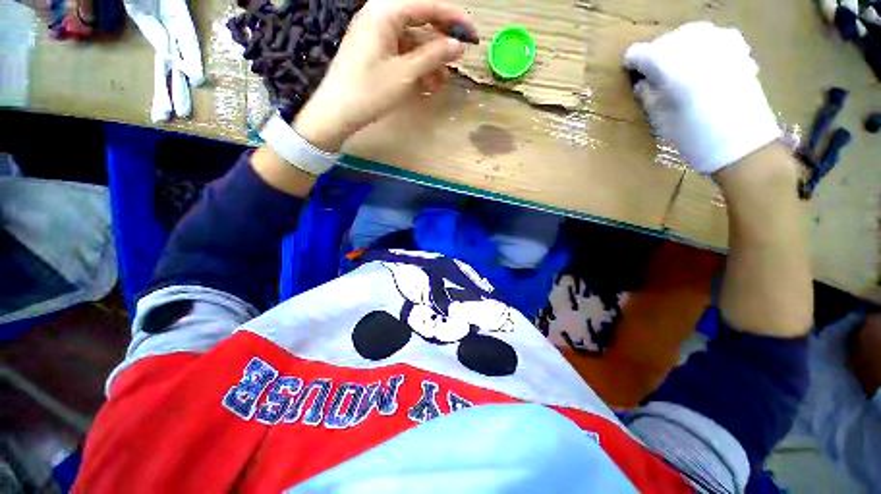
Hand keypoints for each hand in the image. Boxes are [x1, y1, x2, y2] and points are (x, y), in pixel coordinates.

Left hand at [293, 0, 473, 151]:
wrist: (337, 112)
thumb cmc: (370, 91)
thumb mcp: (405, 73)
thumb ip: (434, 55)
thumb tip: (458, 45)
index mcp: (385, 11)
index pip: (427, 5)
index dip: (453, 19)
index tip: (472, 35)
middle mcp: (380, 15)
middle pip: (420, 21)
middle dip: (440, 44)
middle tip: (457, 61)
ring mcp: (375, 34)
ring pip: (411, 41)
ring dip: (429, 61)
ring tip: (441, 83)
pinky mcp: (373, 51)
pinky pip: (401, 52)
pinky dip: (415, 66)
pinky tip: (425, 84)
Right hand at [624, 22, 780, 174]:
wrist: (743, 144)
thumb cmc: (693, 136)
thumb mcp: (658, 119)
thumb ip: (647, 95)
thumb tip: (643, 82)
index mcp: (665, 61)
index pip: (637, 53)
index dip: (633, 67)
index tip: (634, 79)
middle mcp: (690, 41)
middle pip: (663, 41)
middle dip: (657, 58)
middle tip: (658, 80)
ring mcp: (717, 40)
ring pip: (688, 35)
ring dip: (681, 50)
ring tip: (683, 72)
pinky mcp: (738, 47)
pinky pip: (713, 36)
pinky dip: (705, 47)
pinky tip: (707, 64)